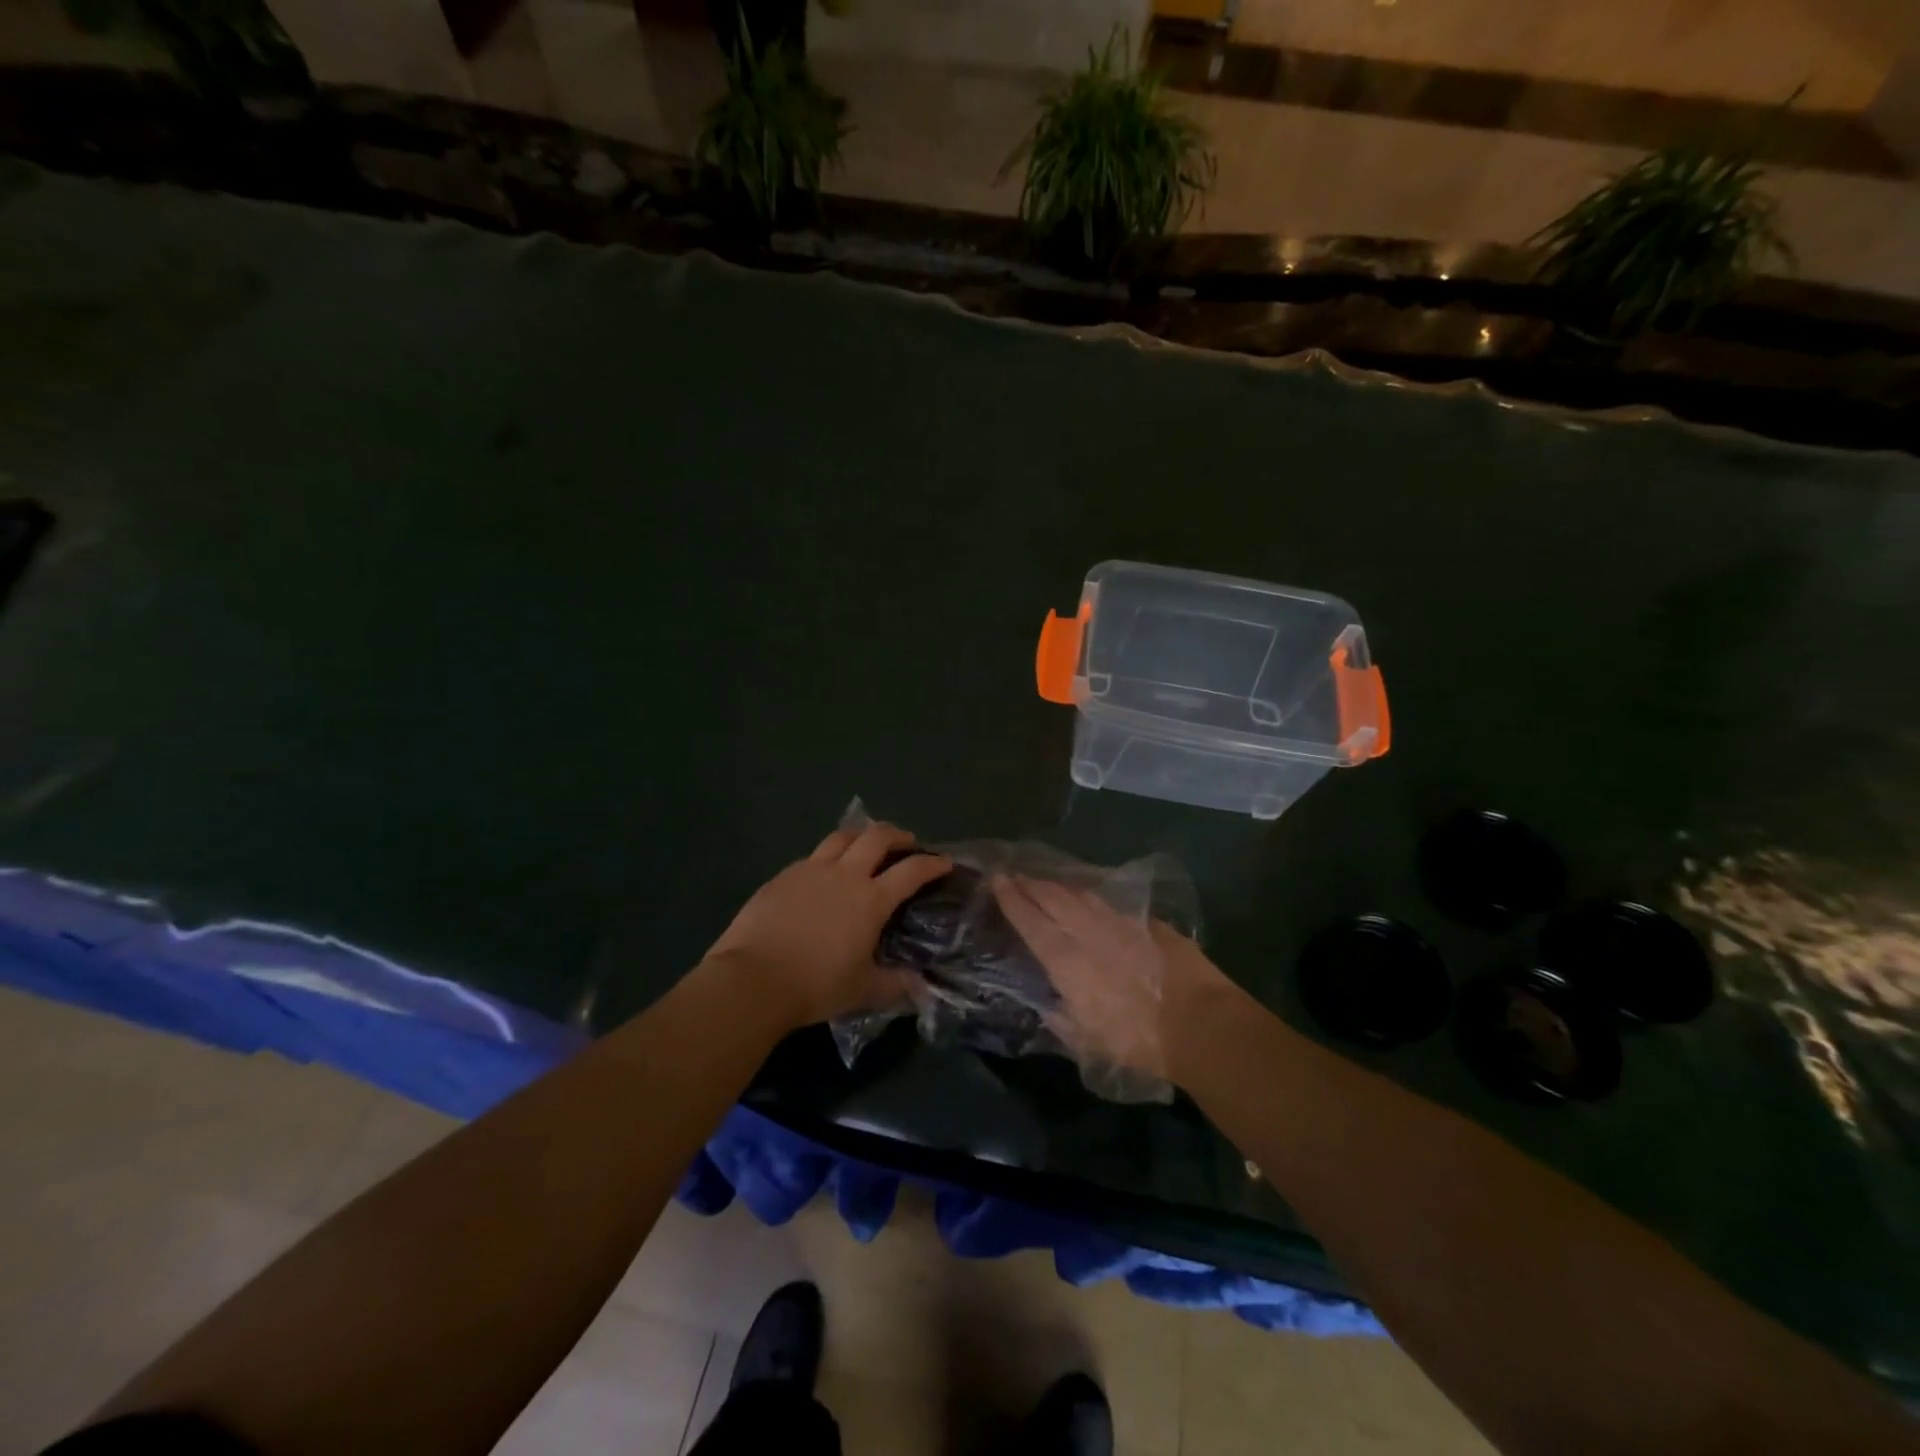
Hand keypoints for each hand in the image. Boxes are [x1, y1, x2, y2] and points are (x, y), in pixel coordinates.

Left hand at [706, 821, 952, 1028]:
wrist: (753, 979)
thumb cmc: (815, 985)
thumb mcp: (863, 991)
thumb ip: (896, 985)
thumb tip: (922, 988)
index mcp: (871, 899)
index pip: (912, 871)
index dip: (932, 863)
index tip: (944, 862)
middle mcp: (845, 875)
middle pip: (877, 836)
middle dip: (898, 835)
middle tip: (907, 843)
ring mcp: (811, 870)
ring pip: (842, 836)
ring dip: (861, 835)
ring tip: (866, 844)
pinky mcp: (783, 875)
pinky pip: (813, 855)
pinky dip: (829, 856)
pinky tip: (824, 872)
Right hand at [991, 876, 1230, 1088]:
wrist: (1199, 1023)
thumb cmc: (1138, 1041)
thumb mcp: (1089, 1043)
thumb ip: (1063, 1021)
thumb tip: (1049, 1007)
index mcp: (1066, 961)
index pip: (1031, 922)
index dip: (1012, 900)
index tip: (998, 881)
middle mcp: (1088, 933)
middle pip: (1053, 899)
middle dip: (1031, 885)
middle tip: (1016, 874)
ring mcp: (1119, 923)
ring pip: (1081, 896)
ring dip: (1059, 886)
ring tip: (1046, 882)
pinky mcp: (1147, 923)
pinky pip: (1110, 903)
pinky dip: (1092, 897)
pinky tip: (1089, 897)